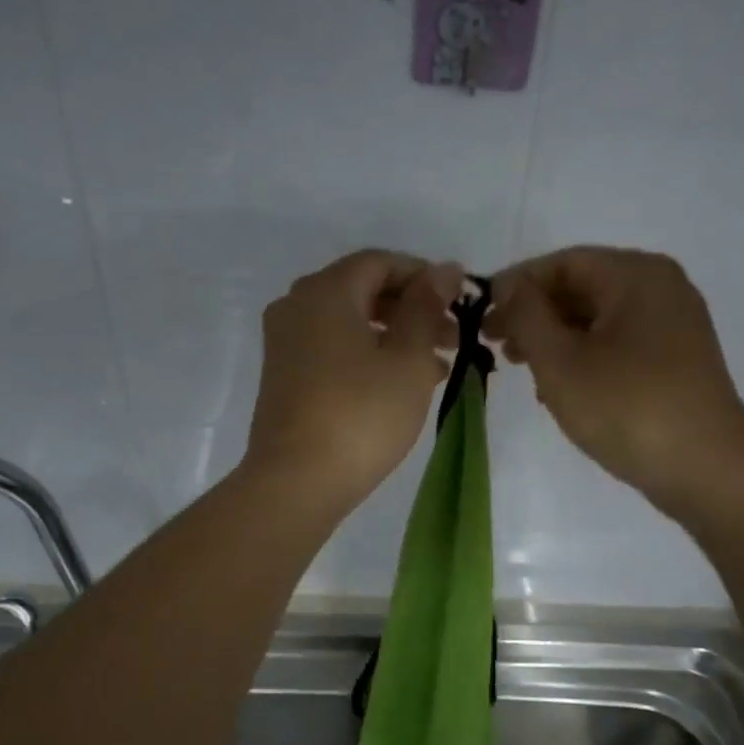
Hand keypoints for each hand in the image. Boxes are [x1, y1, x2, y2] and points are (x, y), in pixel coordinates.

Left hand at [244, 250, 463, 513]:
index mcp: (325, 291)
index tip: (460, 300)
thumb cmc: (361, 414)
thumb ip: (426, 308)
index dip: (424, 276)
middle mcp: (297, 306)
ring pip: (351, 323)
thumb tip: (443, 269)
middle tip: (455, 336)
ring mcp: (286, 342)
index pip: (380, 262)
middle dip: (413, 309)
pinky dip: (369, 355)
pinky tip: (403, 383)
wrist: (296, 482)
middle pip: (364, 291)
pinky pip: (334, 348)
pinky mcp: (284, 375)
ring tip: (440, 365)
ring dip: (396, 336)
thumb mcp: (408, 359)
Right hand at [487, 247, 743, 523]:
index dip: (517, 284)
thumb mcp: (561, 361)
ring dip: (555, 339)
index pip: (563, 262)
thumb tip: (509, 286)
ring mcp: (674, 325)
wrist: (708, 472)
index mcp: (636, 275)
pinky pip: (619, 343)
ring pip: (598, 319)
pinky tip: (560, 389)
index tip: (481, 315)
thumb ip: (526, 315)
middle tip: (494, 344)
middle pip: (582, 287)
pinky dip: (584, 357)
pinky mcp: (677, 360)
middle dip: (534, 314)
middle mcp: (661, 288)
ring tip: (521, 369)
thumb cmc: (627, 407)